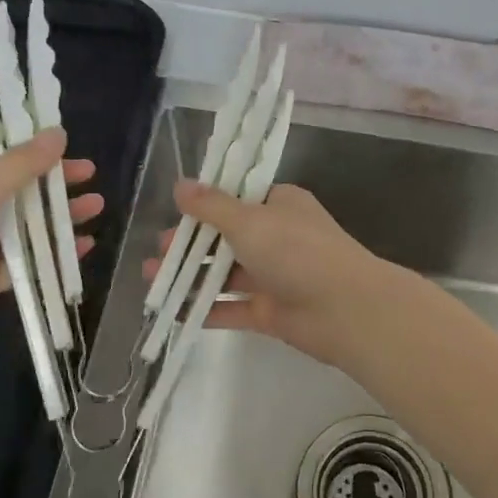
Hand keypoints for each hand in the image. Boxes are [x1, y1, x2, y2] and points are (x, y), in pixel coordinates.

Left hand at [0, 128, 102, 363]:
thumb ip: (22, 164)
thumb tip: (58, 132)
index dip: (33, 144)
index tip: (69, 143)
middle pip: (18, 187)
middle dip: (54, 182)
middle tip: (92, 177)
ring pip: (26, 225)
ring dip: (59, 217)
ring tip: (97, 208)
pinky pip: (27, 261)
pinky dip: (53, 255)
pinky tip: (83, 248)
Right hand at [141, 181, 402, 368]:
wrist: (345, 310)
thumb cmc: (296, 251)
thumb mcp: (249, 220)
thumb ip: (211, 206)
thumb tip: (180, 185)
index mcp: (280, 205)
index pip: (238, 197)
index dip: (206, 203)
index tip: (175, 210)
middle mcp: (278, 237)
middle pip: (227, 236)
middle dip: (191, 243)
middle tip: (159, 249)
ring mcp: (275, 276)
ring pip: (226, 273)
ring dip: (191, 275)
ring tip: (152, 279)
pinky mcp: (271, 312)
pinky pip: (231, 307)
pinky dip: (204, 309)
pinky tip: (172, 311)